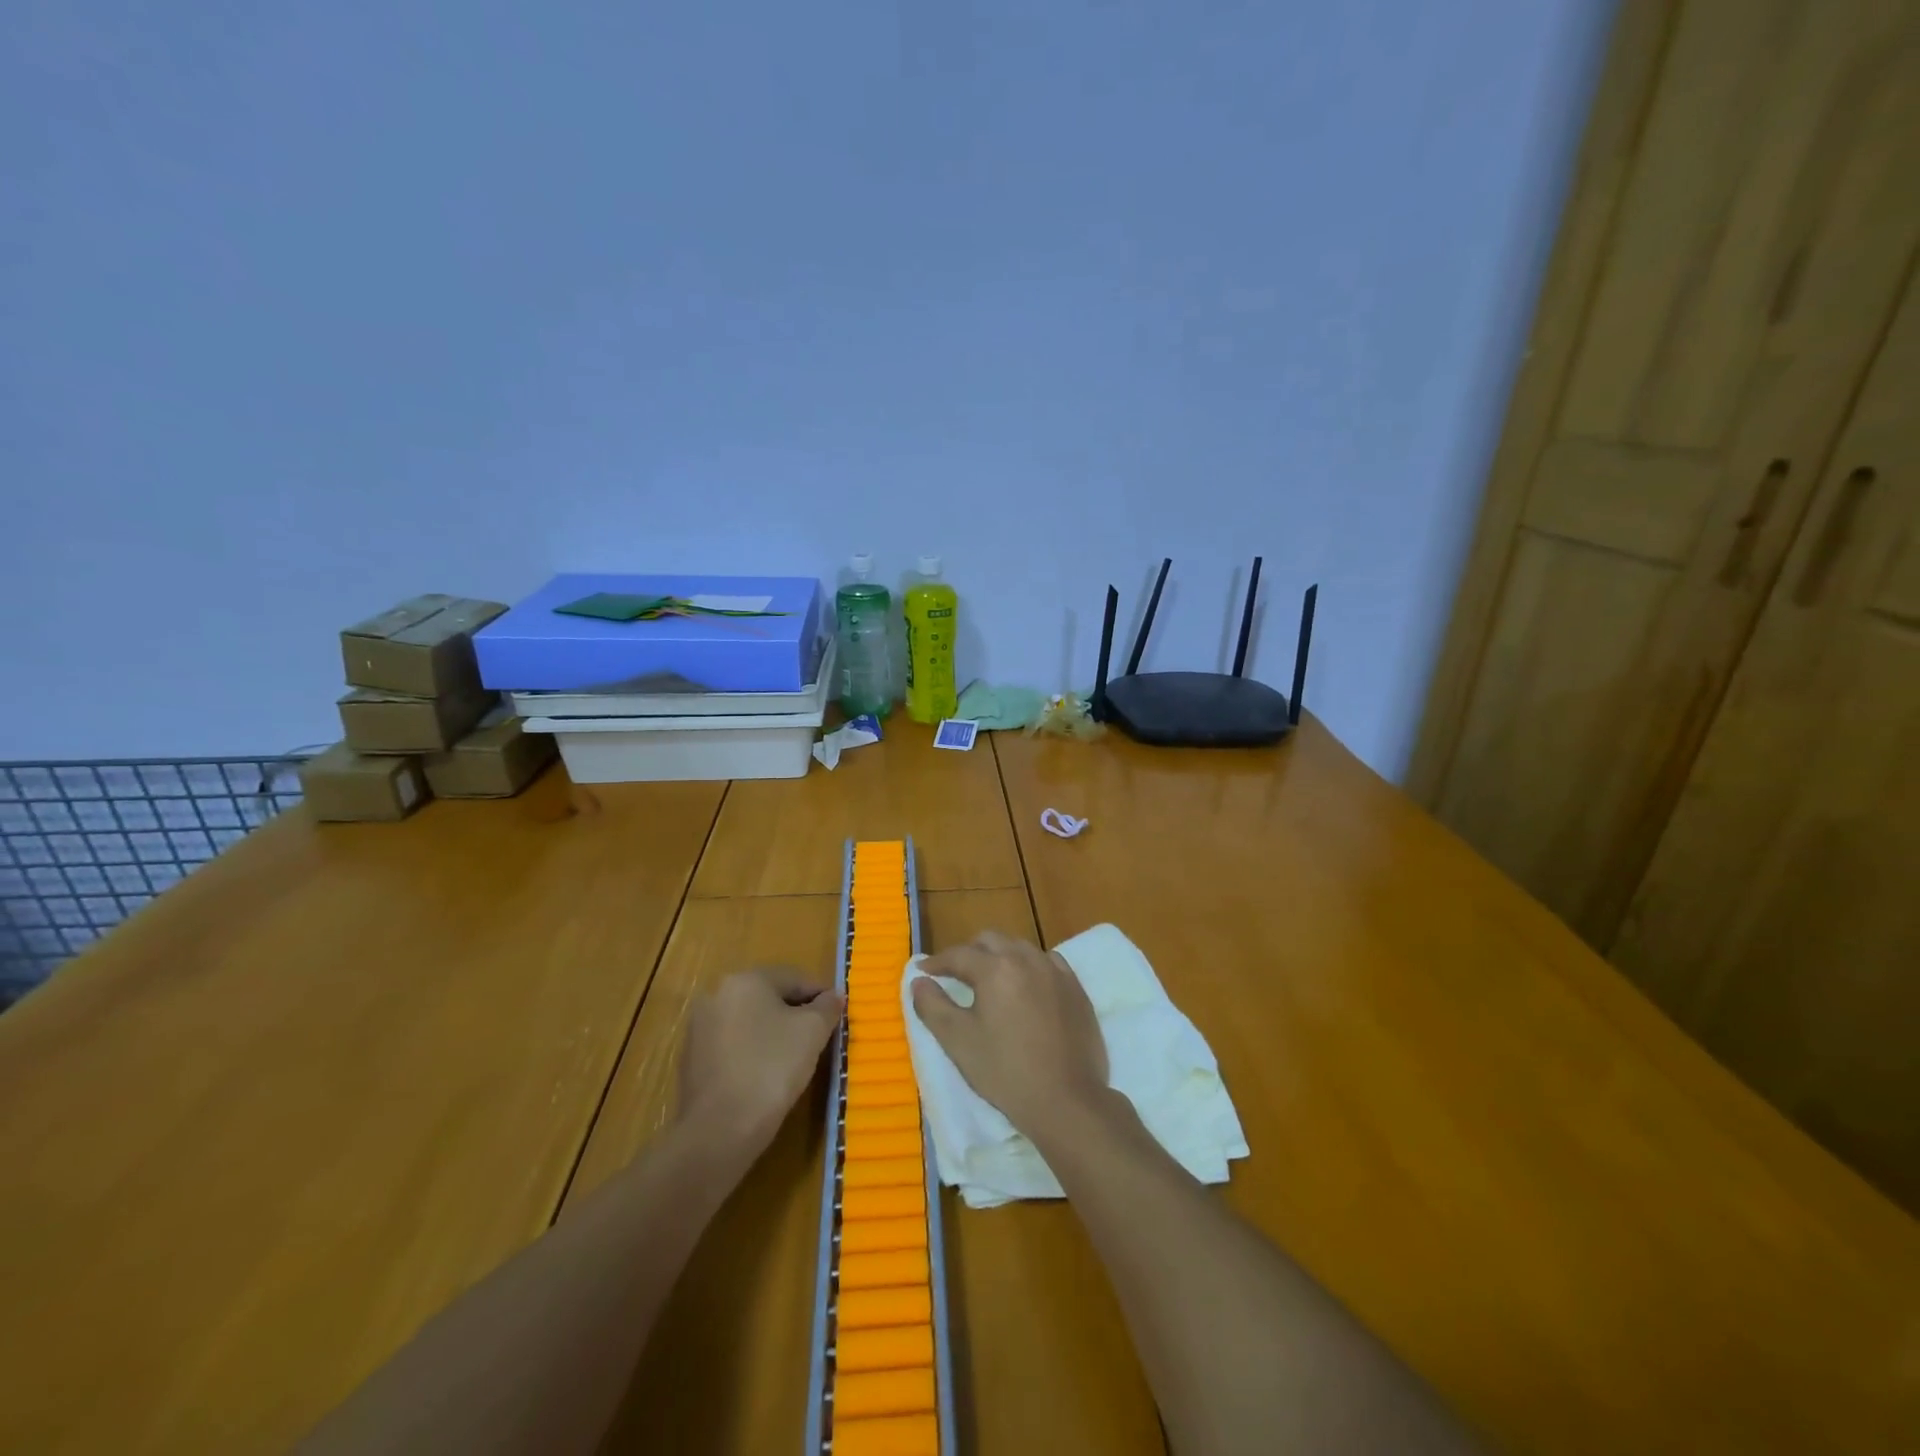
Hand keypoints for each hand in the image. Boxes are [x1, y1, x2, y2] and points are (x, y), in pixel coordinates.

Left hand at [677, 969, 842, 1156]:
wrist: (719, 1129)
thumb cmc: (772, 1068)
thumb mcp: (813, 1032)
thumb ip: (827, 1007)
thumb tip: (834, 996)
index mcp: (745, 979)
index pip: (794, 978)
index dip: (821, 996)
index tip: (837, 1018)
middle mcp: (717, 994)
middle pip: (769, 998)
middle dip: (796, 1014)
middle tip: (819, 1039)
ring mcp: (699, 1028)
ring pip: (750, 1022)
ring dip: (773, 1034)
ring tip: (795, 1060)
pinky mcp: (692, 1060)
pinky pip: (733, 1046)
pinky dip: (752, 1054)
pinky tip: (766, 1076)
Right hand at [910, 930, 1109, 1140]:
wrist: (1066, 1100)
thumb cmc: (1005, 1071)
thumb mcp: (958, 1041)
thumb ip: (932, 1006)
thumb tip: (918, 981)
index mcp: (996, 968)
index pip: (959, 955)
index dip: (937, 962)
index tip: (923, 970)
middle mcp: (1027, 960)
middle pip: (991, 941)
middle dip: (969, 952)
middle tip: (955, 973)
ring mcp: (1056, 972)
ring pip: (1021, 948)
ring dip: (1000, 956)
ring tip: (990, 978)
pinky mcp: (1076, 989)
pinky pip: (1048, 963)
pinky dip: (1030, 966)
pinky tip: (1027, 986)